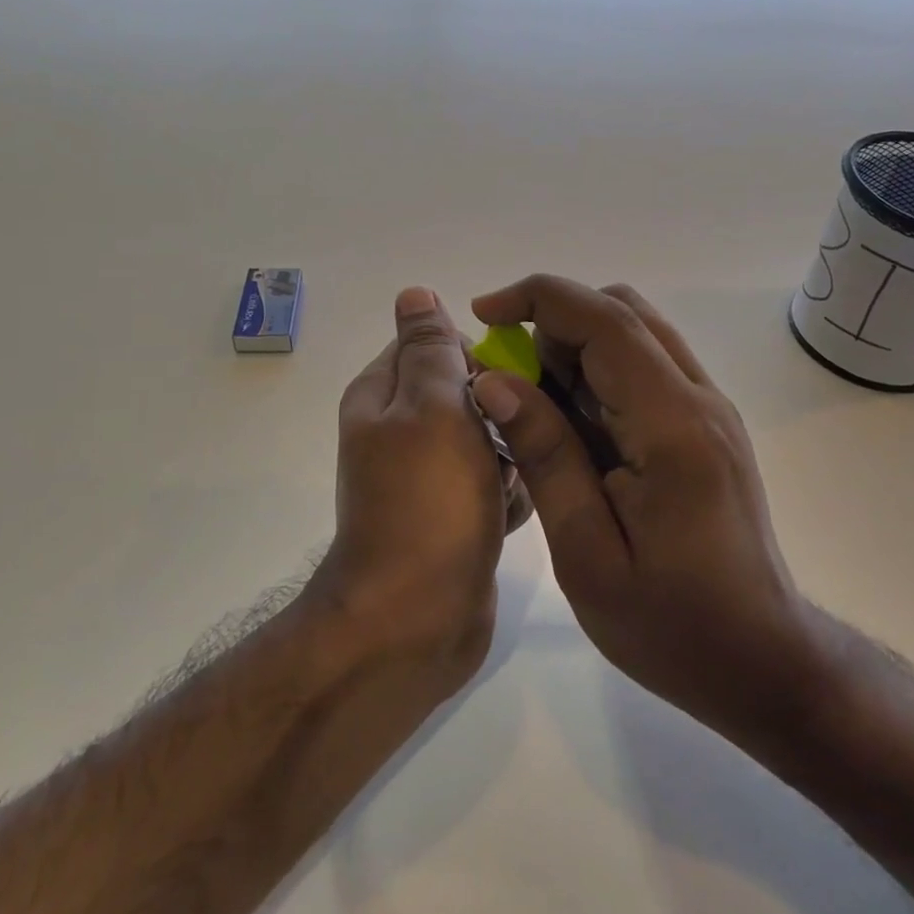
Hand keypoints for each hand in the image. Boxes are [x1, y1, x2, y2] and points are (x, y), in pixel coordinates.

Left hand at [315, 287, 527, 689]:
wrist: (416, 621)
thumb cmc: (428, 502)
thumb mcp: (431, 407)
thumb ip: (429, 348)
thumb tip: (414, 292)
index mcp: (381, 397)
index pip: (431, 343)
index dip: (475, 351)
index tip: (515, 372)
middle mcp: (398, 433)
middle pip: (463, 391)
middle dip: (501, 402)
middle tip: (530, 422)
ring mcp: (425, 480)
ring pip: (484, 438)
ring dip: (512, 447)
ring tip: (531, 466)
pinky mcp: (452, 518)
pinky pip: (490, 485)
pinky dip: (509, 491)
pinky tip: (520, 508)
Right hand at [468, 275, 811, 740]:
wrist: (761, 660)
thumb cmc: (670, 624)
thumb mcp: (587, 552)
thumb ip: (545, 456)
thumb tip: (494, 381)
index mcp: (673, 425)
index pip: (605, 319)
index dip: (538, 298)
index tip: (482, 312)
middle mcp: (699, 398)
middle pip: (621, 311)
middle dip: (552, 322)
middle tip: (507, 378)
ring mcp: (708, 408)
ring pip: (634, 332)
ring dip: (573, 346)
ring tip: (533, 406)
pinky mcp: (704, 424)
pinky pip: (644, 366)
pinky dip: (595, 371)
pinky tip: (570, 425)